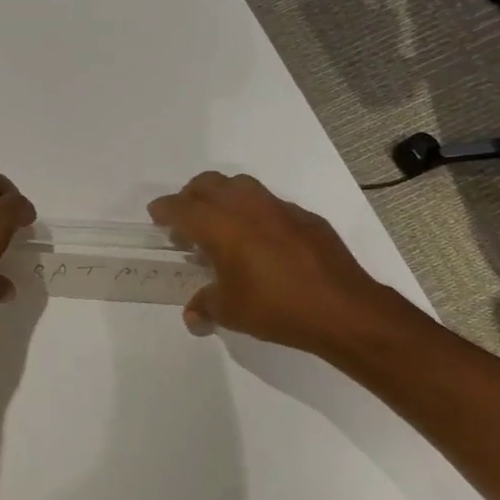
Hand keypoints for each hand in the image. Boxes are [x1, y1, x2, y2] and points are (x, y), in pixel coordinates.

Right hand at [149, 172, 406, 358]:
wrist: (342, 309)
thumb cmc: (276, 308)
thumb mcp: (231, 312)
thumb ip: (206, 306)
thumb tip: (193, 316)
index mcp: (221, 226)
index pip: (181, 208)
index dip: (164, 209)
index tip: (156, 216)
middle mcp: (247, 207)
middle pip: (208, 184)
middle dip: (191, 196)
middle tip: (186, 218)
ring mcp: (280, 208)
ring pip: (241, 185)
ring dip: (223, 196)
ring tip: (222, 223)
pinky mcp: (306, 217)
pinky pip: (271, 203)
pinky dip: (255, 212)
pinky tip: (261, 240)